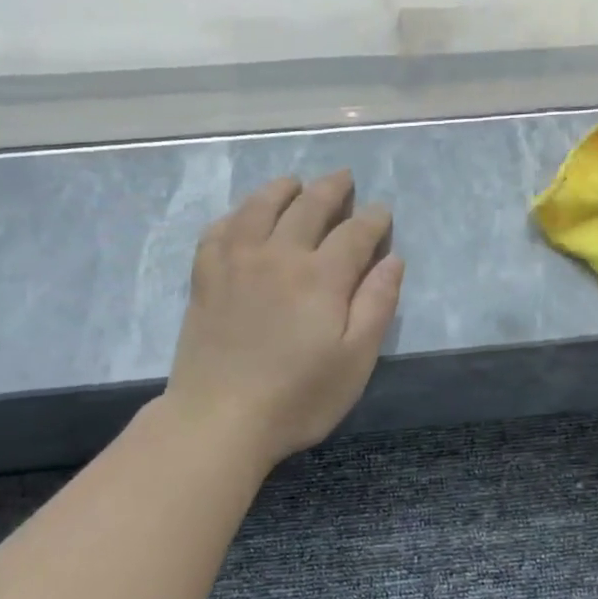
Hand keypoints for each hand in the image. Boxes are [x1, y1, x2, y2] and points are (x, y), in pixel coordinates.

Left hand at [164, 171, 403, 467]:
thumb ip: (377, 305)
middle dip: (332, 189)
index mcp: (321, 277)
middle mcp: (279, 255)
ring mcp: (236, 262)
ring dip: (282, 189)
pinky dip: (236, 214)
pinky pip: (219, 230)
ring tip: (295, 183)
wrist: (219, 419)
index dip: (373, 219)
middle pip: (309, 207)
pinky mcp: (205, 278)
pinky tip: (242, 217)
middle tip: (344, 179)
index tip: (382, 213)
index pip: (355, 232)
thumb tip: (392, 259)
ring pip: (260, 207)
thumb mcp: (356, 360)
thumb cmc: (298, 397)